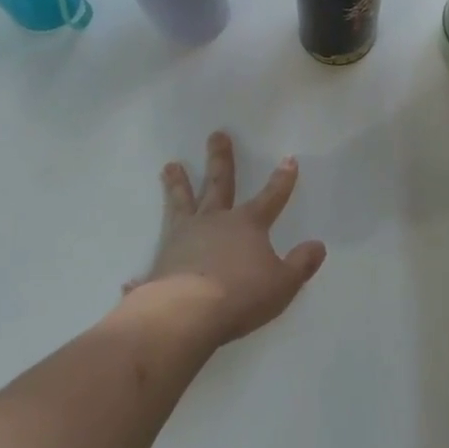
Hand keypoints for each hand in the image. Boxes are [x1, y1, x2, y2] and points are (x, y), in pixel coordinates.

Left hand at [124, 131, 326, 347]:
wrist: (186, 313)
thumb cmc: (240, 295)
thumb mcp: (282, 283)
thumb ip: (301, 264)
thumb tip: (318, 246)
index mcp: (246, 225)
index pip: (270, 197)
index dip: (282, 180)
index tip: (288, 159)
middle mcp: (214, 222)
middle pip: (219, 184)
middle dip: (220, 159)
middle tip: (216, 134)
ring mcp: (183, 238)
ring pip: (181, 203)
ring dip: (177, 185)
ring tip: (170, 166)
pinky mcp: (160, 263)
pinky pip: (152, 265)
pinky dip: (141, 276)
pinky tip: (130, 280)